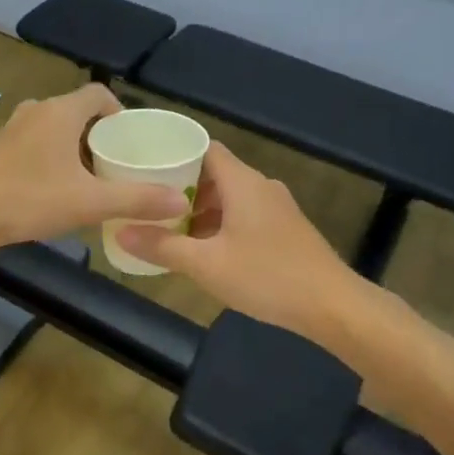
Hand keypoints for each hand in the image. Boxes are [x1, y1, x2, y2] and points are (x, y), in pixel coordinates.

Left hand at [0, 85, 188, 254]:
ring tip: (93, 178)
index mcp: (61, 112)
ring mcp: (13, 128)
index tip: (133, 142)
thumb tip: (181, 201)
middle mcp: (37, 111)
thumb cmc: (28, 200)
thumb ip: (137, 200)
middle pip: (79, 111)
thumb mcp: (89, 203)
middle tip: (119, 164)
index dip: (121, 113)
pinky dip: (54, 156)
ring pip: (56, 128)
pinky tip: (57, 188)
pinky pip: (37, 142)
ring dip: (76, 147)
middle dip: (101, 134)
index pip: (100, 94)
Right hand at [118, 142, 357, 338]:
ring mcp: (278, 208)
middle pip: (216, 173)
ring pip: (232, 197)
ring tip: (172, 230)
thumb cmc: (267, 276)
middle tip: (150, 203)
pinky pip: (247, 214)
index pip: (205, 148)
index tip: (146, 167)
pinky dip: (223, 223)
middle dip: (183, 187)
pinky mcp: (287, 229)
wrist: (332, 305)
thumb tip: (121, 232)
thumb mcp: (207, 265)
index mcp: (242, 182)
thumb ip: (163, 247)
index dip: (175, 154)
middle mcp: (261, 186)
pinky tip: (208, 250)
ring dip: (203, 210)